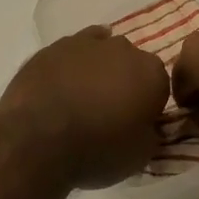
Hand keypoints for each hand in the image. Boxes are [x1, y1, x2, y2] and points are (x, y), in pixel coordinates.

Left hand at [0, 26, 169, 189]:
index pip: (160, 85)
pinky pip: (70, 52)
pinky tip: (64, 81)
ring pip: (100, 51)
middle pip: (131, 63)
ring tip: (84, 97)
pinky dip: (71, 65)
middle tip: (110, 111)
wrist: (38, 139)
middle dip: (125, 82)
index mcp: (151, 73)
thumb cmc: (97, 150)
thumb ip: (150, 133)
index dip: (149, 105)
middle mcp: (123, 49)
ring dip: (98, 69)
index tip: (137, 123)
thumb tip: (147, 125)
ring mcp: (85, 43)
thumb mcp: (140, 155)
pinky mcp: (52, 47)